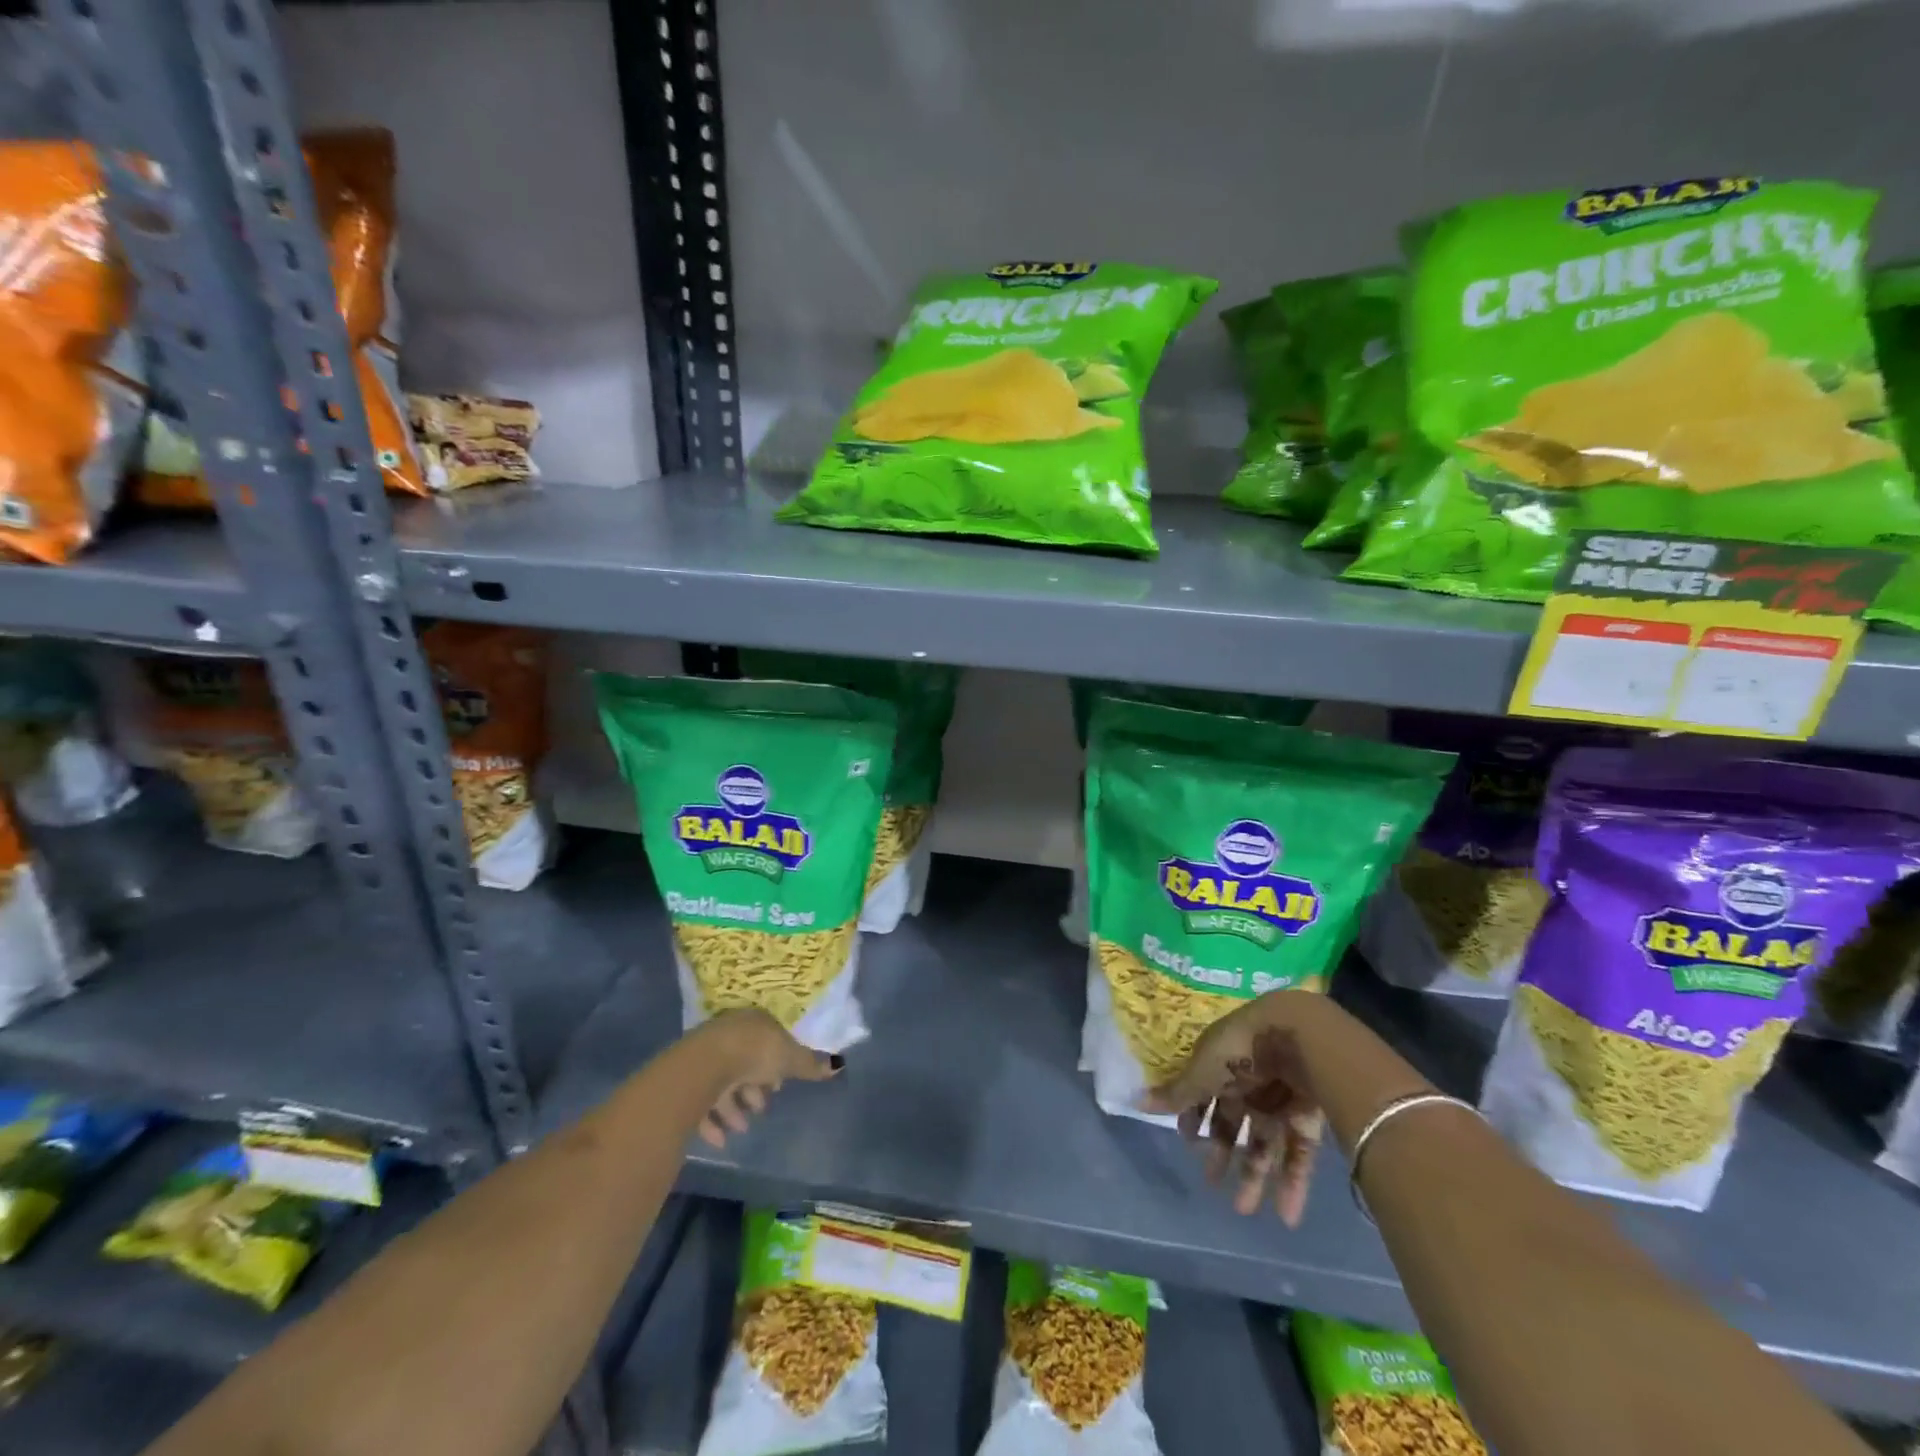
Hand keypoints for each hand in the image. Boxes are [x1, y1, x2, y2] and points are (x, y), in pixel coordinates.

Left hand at [694, 1009, 841, 1148]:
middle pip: (745, 1062)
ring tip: (743, 1128)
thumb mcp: (789, 1059)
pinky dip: (713, 1121)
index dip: (777, 1063)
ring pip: (724, 1083)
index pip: (768, 1040)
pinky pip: (703, 1102)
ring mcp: (705, 1056)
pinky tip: (722, 1140)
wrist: (706, 1065)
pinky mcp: (687, 1079)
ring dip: (735, 1108)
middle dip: (755, 1087)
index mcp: (754, 1022)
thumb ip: (810, 1065)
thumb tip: (838, 1065)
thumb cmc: (754, 1054)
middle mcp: (728, 1034)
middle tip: (762, 1108)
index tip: (780, 1084)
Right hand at [1144, 992, 1326, 1226]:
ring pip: (1264, 1142)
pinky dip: (1293, 1183)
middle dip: (1222, 1151)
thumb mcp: (1201, 1073)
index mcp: (1221, 1063)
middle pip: (1233, 1121)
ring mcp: (1279, 1100)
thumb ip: (1176, 1094)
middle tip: (1212, 1183)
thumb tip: (1136, 1101)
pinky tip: (1286, 1214)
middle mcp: (1249, 1082)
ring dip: (1254, 1175)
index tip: (1187, 1140)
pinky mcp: (1307, 1118)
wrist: (1295, 1040)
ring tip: (1244, 1210)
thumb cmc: (1237, 1052)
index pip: (1205, 1092)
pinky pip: (1297, 1153)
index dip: (1195, 1116)